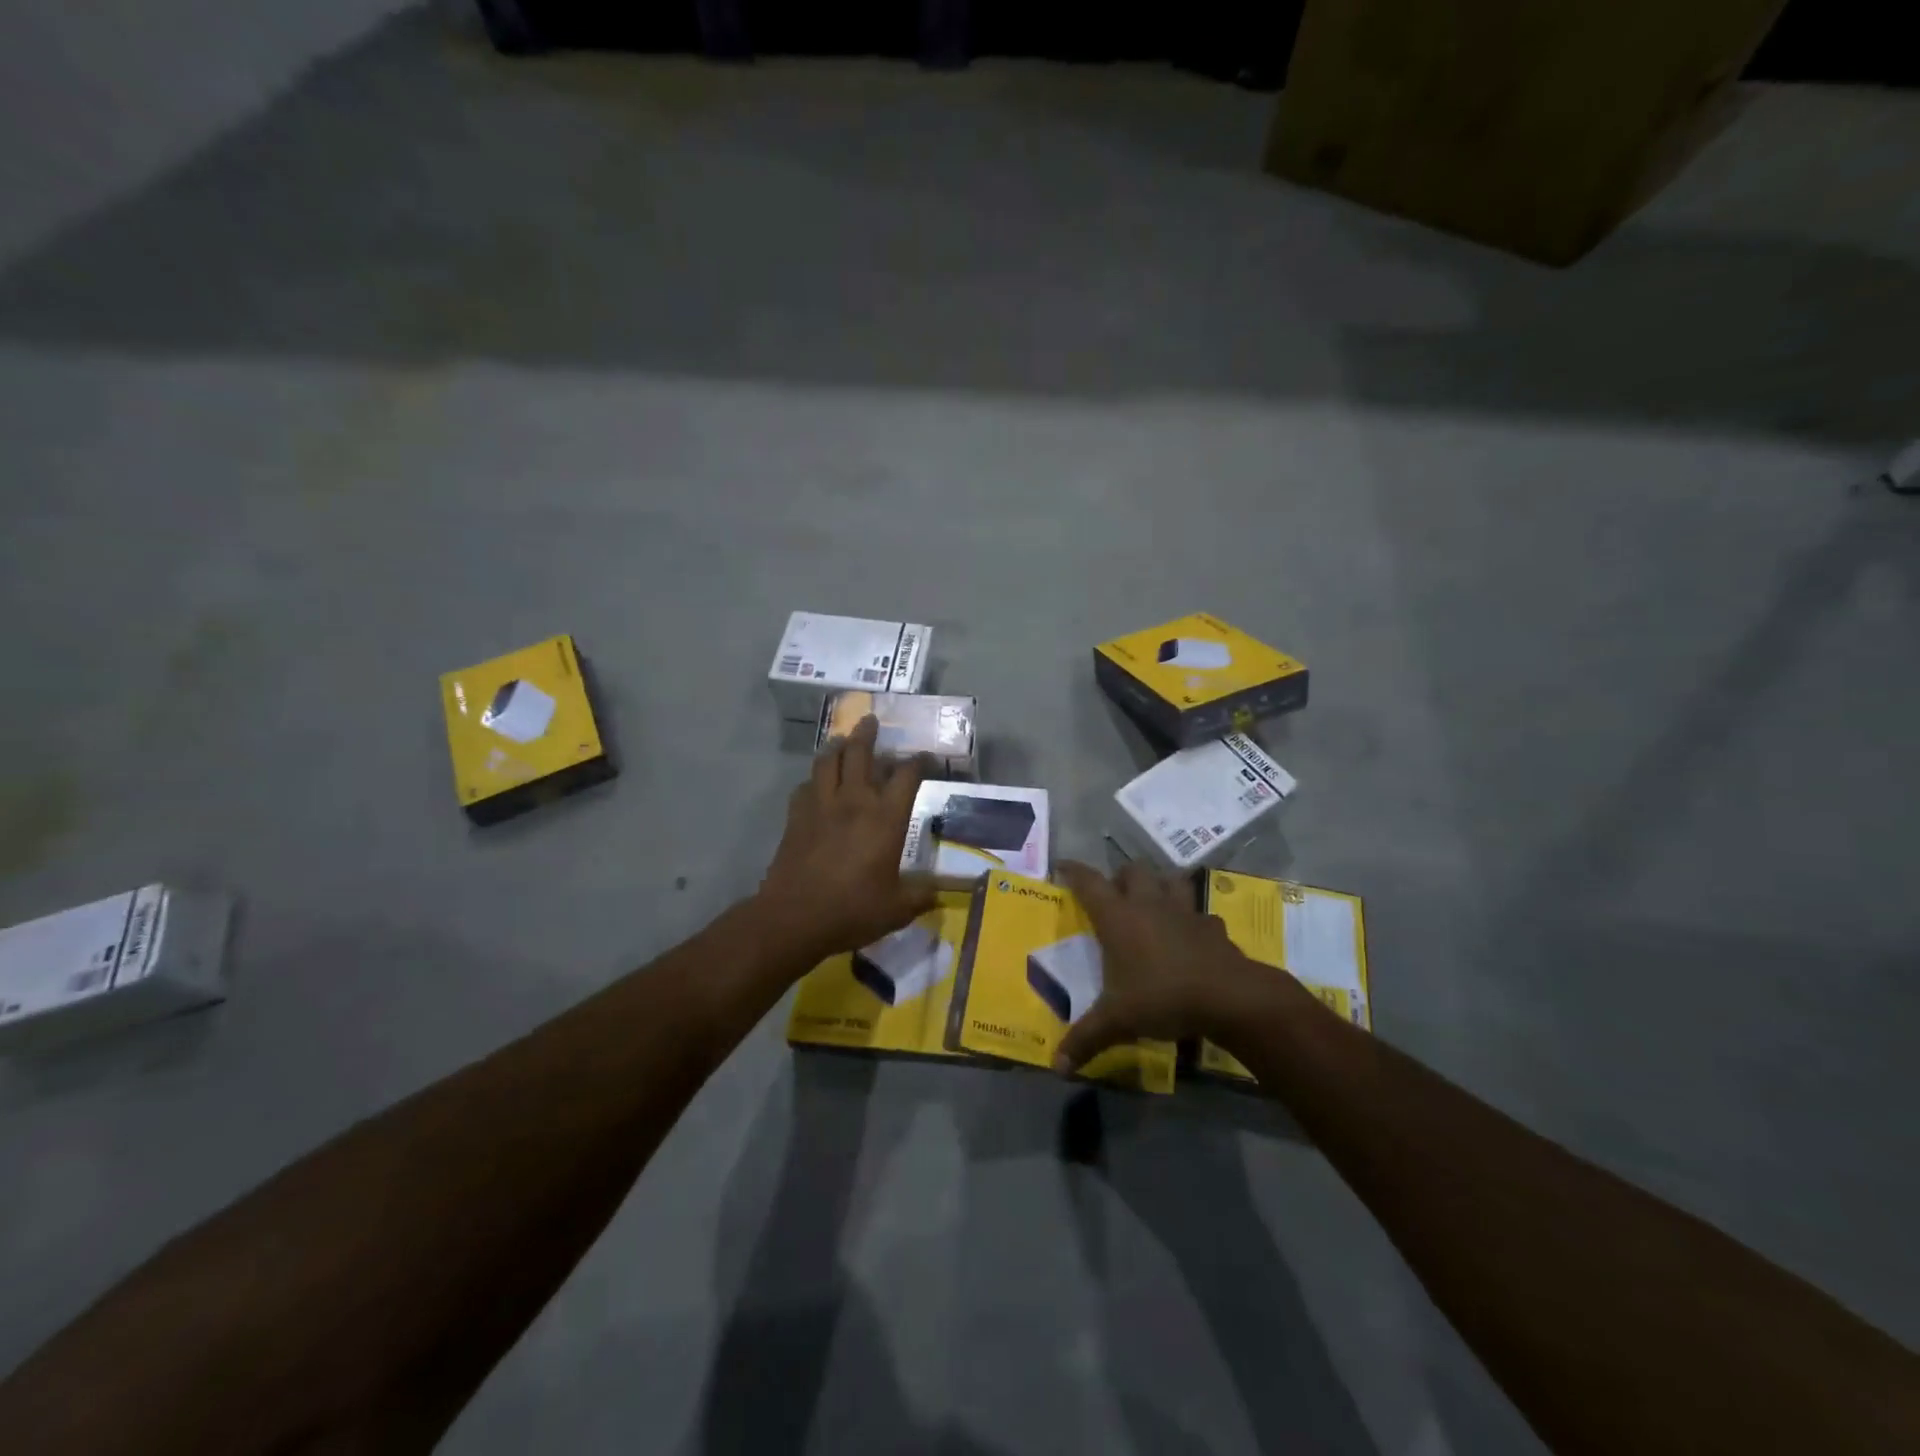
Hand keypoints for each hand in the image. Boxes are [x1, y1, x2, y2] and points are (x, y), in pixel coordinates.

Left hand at [756, 716, 937, 962]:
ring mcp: (821, 806)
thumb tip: (942, 891)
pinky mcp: (796, 817)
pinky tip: (816, 783)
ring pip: (827, 762)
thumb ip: (922, 895)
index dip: (917, 762)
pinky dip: (814, 779)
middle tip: (870, 720)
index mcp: (885, 818)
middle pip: (860, 753)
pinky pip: (805, 786)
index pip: (906, 776)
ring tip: (841, 740)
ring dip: (836, 746)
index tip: (923, 756)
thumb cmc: (853, 909)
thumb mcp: (898, 908)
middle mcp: (854, 801)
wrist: (795, 916)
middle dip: (867, 734)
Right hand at [1053, 860, 1275, 1073]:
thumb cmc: (1162, 997)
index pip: (1089, 882)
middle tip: (1113, 895)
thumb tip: (1057, 1068)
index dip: (1074, 871)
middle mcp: (1149, 904)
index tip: (1062, 866)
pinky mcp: (1212, 926)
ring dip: (1159, 884)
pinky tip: (1189, 934)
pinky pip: (1198, 912)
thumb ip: (1086, 1040)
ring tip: (1152, 900)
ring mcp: (1184, 911)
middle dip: (1120, 877)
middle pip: (1132, 871)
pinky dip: (1191, 918)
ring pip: (1169, 879)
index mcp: (1118, 917)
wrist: (1229, 997)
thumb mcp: (1117, 1021)